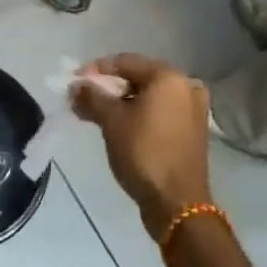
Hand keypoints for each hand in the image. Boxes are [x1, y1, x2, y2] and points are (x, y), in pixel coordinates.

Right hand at [70, 54, 213, 242]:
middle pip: (138, 78)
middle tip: (83, 100)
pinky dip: (138, 115)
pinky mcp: (192, 130)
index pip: (125, 62)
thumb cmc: (144, 153)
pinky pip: (159, 112)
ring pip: (148, 97)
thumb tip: (75, 86)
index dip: (96, 70)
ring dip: (121, 103)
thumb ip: (92, 97)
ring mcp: (193, 109)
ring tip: (95, 115)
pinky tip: (119, 126)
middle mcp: (186, 86)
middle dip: (108, 88)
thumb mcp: (111, 122)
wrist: (178, 204)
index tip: (74, 83)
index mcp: (169, 77)